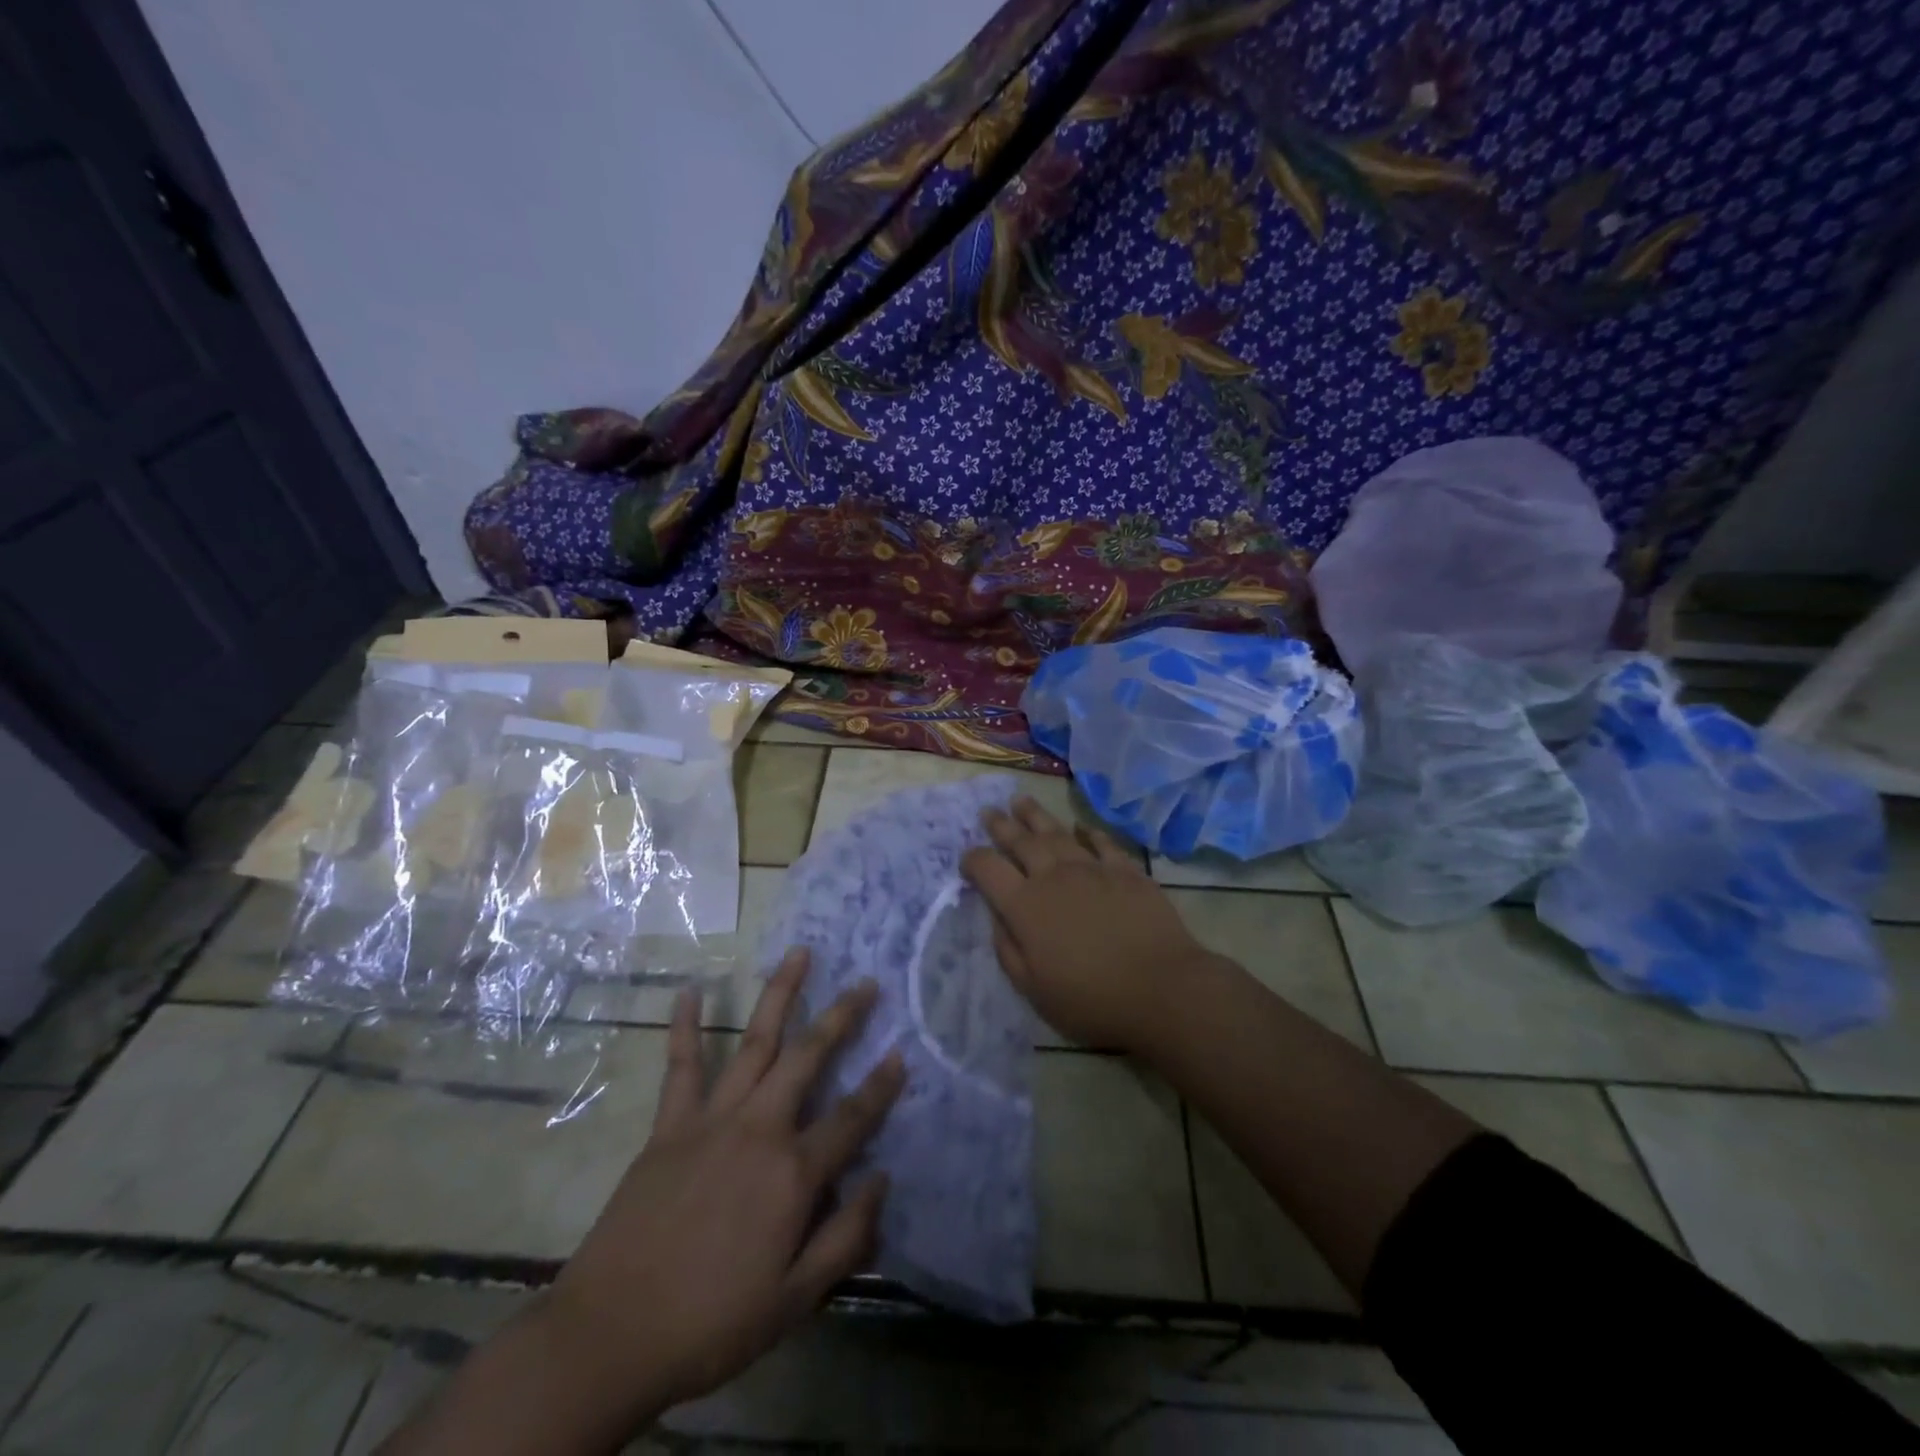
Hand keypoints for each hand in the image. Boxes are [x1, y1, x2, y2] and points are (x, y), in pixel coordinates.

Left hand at [544, 948, 904, 1417]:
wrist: (611, 1335)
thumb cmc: (711, 1322)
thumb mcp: (794, 1300)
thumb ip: (846, 1238)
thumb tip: (883, 1180)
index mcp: (793, 1172)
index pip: (852, 1117)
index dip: (880, 1086)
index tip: (901, 1053)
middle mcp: (759, 1129)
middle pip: (809, 1058)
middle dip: (841, 1016)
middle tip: (866, 983)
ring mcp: (712, 1119)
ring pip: (755, 1042)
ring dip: (780, 995)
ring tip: (799, 953)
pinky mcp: (670, 1126)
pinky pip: (681, 1067)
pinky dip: (684, 1027)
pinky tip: (689, 991)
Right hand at [961, 796, 1212, 1051]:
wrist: (1161, 988)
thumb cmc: (1091, 999)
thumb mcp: (1033, 989)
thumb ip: (1008, 949)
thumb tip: (997, 917)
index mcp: (1025, 906)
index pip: (988, 870)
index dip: (973, 860)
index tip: (967, 859)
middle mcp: (1054, 877)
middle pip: (1021, 842)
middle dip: (1001, 826)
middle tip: (989, 811)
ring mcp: (1092, 869)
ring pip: (1057, 833)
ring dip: (1036, 816)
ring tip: (1021, 801)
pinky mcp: (1126, 871)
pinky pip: (1102, 843)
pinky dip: (1089, 833)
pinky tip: (1081, 827)